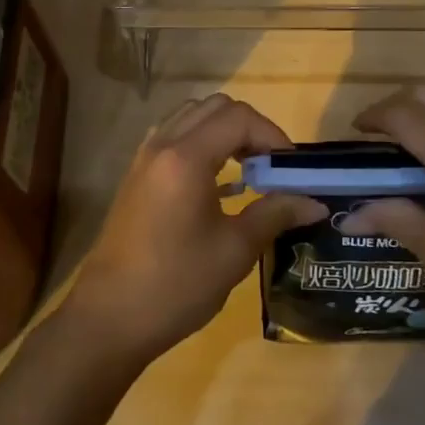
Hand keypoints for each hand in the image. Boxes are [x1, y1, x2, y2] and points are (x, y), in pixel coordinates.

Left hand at [64, 95, 323, 367]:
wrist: (109, 317)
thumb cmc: (176, 284)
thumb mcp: (234, 250)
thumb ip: (275, 214)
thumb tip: (315, 202)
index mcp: (186, 157)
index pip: (239, 118)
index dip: (272, 135)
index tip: (291, 169)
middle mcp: (163, 145)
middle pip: (214, 107)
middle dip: (250, 127)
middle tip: (271, 165)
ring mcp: (144, 158)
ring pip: (191, 117)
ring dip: (223, 131)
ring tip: (246, 169)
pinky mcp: (136, 175)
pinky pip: (173, 137)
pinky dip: (200, 143)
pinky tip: (215, 182)